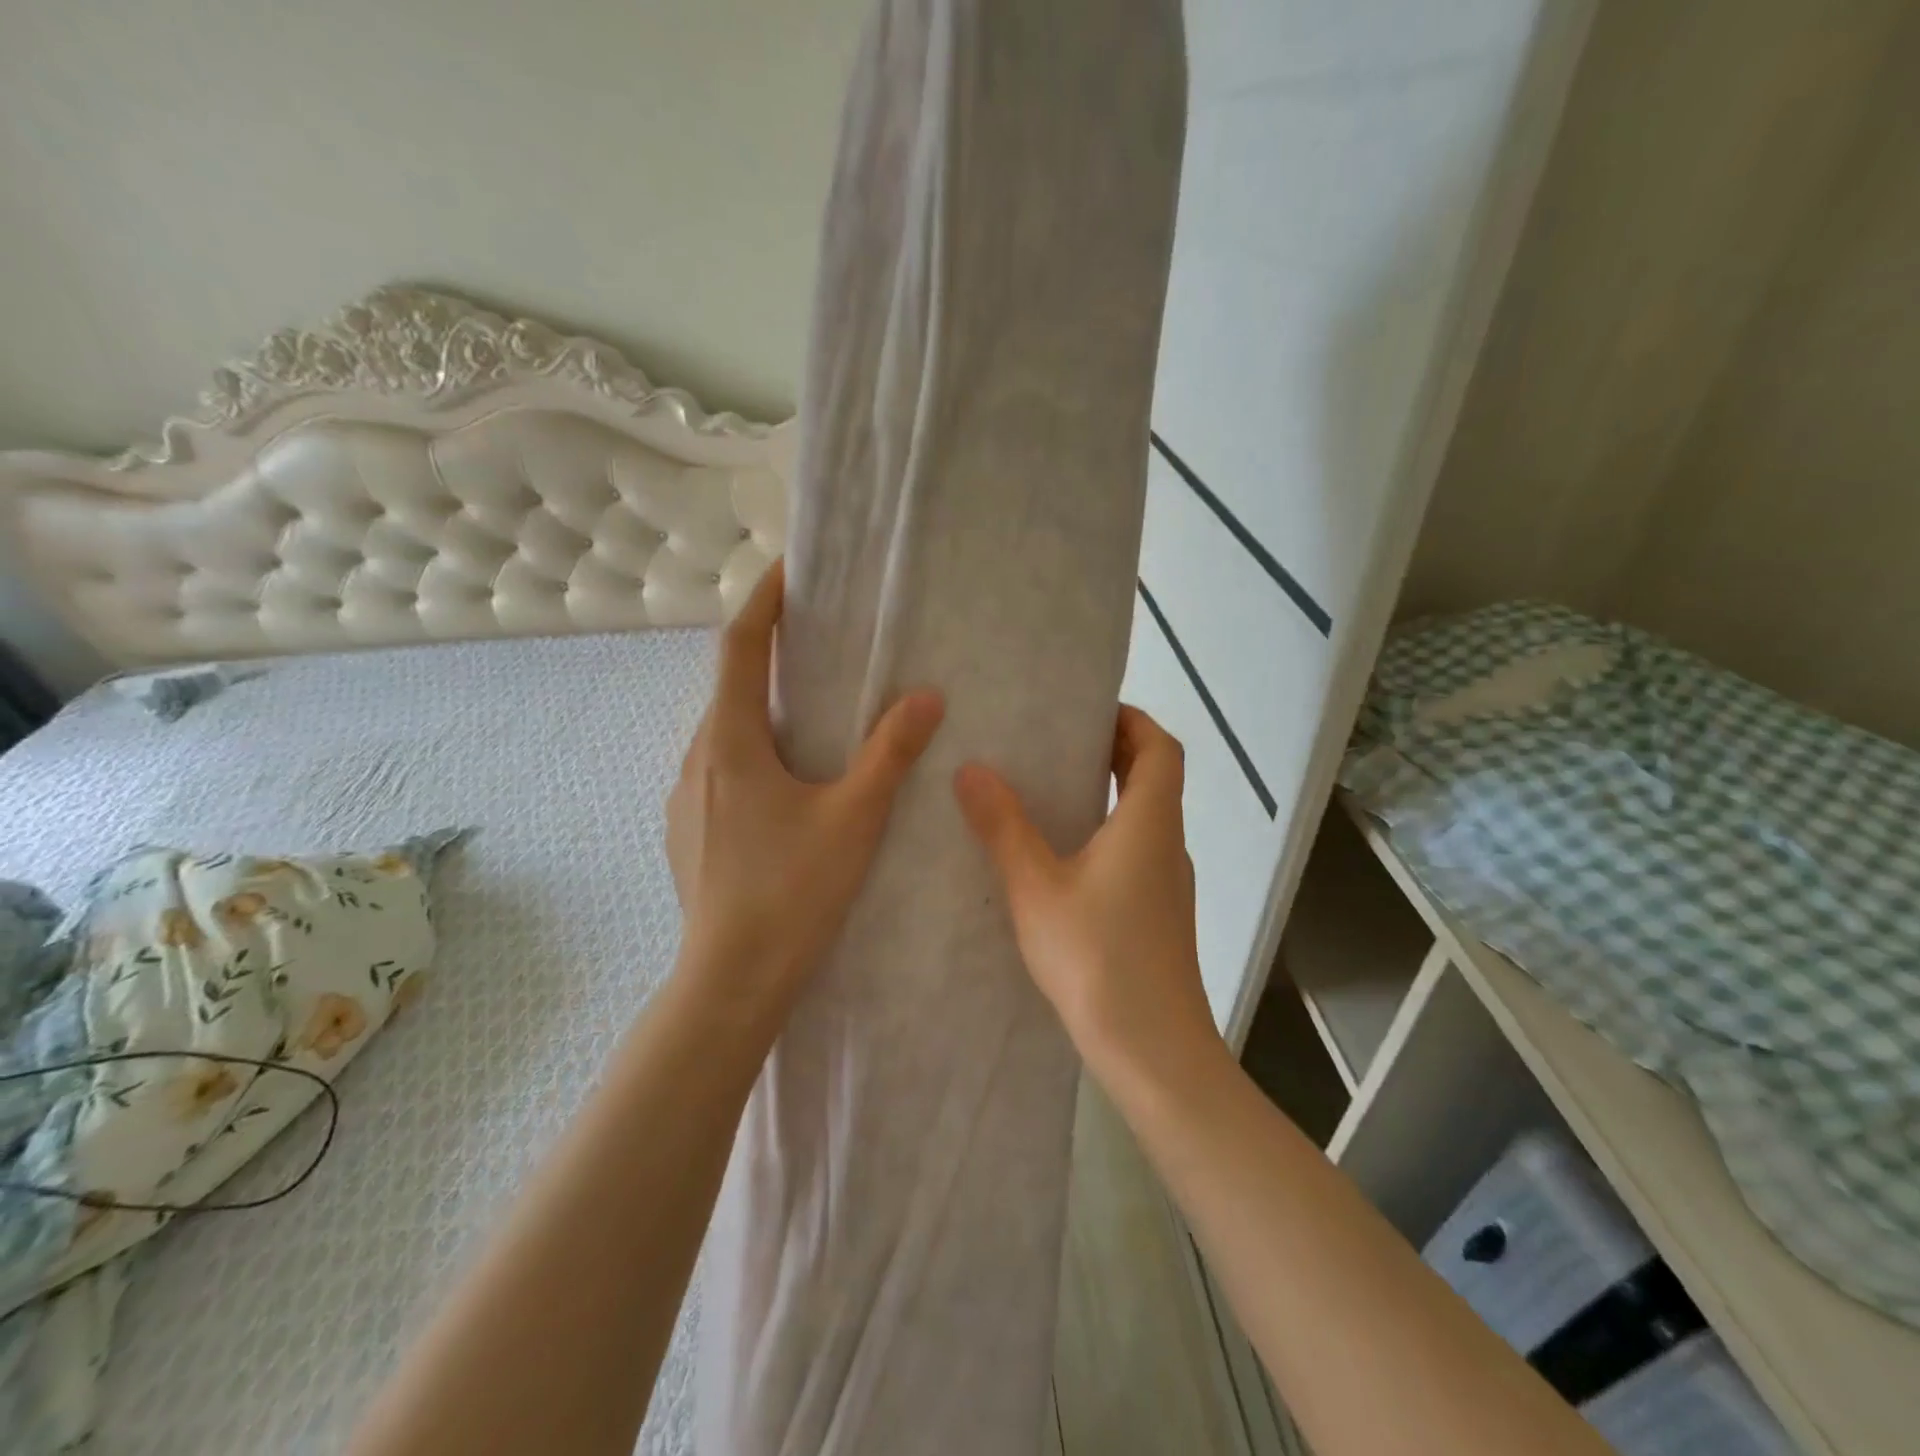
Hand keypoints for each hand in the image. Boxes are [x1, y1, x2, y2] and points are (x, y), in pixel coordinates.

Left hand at [667, 560, 944, 1010]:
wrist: (731, 981)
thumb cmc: (792, 892)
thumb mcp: (854, 818)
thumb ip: (890, 754)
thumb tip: (926, 697)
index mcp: (731, 743)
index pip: (739, 647)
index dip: (763, 601)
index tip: (788, 568)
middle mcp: (698, 760)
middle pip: (730, 687)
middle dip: (768, 656)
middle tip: (817, 643)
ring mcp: (686, 799)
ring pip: (725, 733)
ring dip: (762, 709)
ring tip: (811, 712)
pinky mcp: (690, 831)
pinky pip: (722, 769)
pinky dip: (754, 751)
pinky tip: (789, 783)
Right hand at [953, 705, 1219, 1077]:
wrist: (1152, 1051)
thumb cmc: (1097, 958)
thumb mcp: (1036, 888)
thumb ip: (1003, 827)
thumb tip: (972, 770)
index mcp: (1149, 822)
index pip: (1160, 746)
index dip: (1131, 718)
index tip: (1085, 711)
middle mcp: (1167, 843)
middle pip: (1154, 777)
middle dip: (1112, 750)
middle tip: (1054, 742)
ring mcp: (1167, 882)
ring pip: (1145, 816)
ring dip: (1107, 793)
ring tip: (1047, 790)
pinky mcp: (1158, 914)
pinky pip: (1136, 851)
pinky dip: (1106, 832)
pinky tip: (1058, 857)